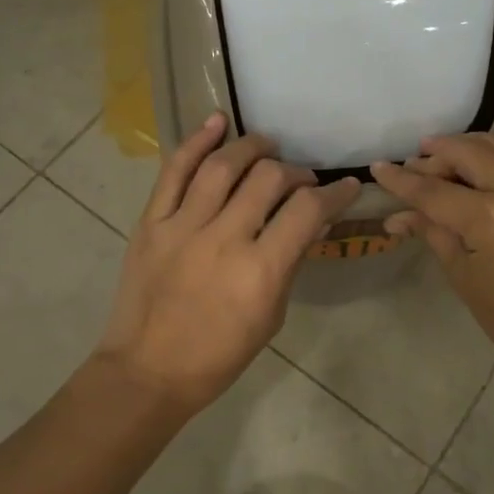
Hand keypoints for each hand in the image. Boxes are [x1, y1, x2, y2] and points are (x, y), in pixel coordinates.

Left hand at [96, 114, 360, 412]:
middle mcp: (223, 239)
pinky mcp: (151, 222)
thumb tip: (314, 223)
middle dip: (294, 172)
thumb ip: (291, 262)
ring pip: (222, 165)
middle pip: (268, 178)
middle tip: (300, 181)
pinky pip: (174, 171)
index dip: (334, 193)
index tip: (345, 187)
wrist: (148, 371)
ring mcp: (182, 226)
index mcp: (260, 271)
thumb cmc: (219, 356)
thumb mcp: (271, 316)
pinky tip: (217, 122)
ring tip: (266, 147)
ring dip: (251, 147)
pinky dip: (195, 141)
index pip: (307, 211)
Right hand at [371, 94, 493, 375]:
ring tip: (444, 149)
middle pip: (465, 157)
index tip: (378, 168)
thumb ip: (435, 235)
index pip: (433, 191)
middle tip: (414, 165)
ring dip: (469, 145)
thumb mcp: (465, 278)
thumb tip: (399, 215)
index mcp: (489, 219)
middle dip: (434, 157)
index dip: (401, 181)